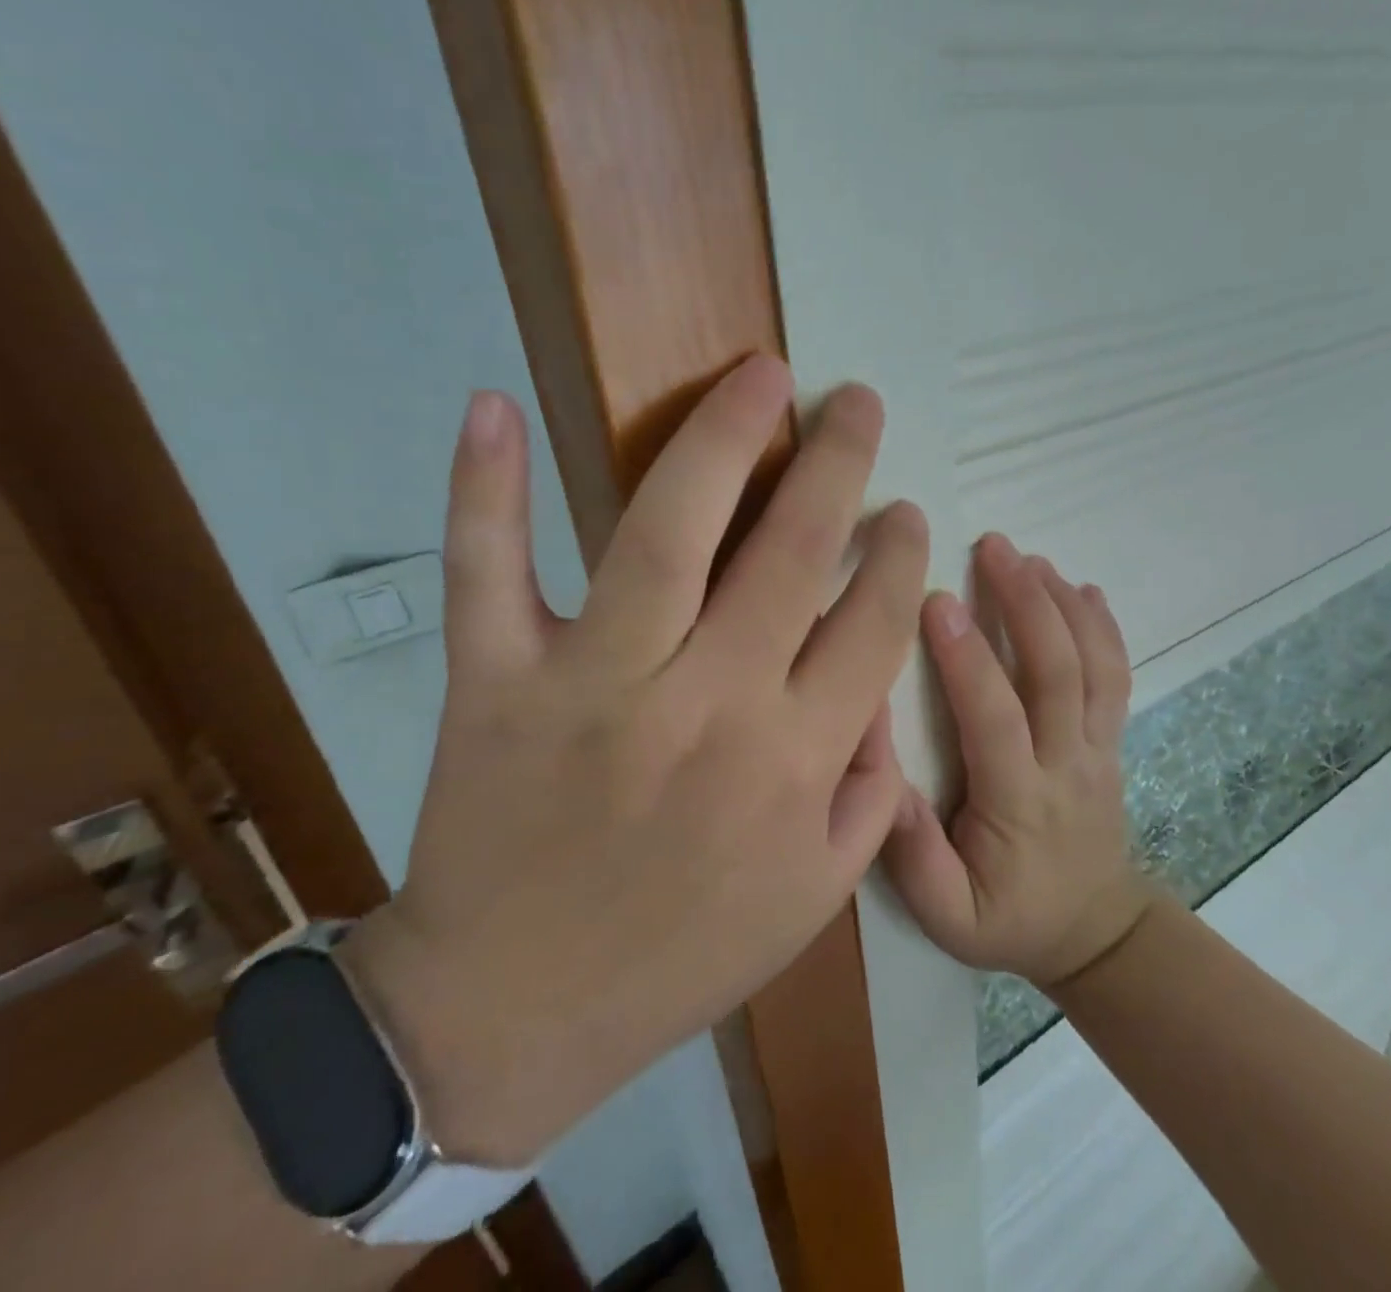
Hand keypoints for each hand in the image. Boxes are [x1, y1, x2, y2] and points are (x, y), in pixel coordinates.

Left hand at [348, 356, 927, 1166]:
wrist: (510, 1014)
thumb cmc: (680, 957)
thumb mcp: (815, 897)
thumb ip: (871, 792)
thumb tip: (884, 689)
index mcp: (792, 763)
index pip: (872, 627)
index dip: (898, 558)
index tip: (906, 512)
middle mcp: (707, 704)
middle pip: (791, 556)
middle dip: (838, 466)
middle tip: (857, 403)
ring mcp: (594, 684)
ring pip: (666, 533)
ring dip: (721, 440)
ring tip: (763, 377)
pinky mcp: (494, 681)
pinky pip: (486, 570)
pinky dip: (484, 487)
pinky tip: (494, 406)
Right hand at [883, 534, 1150, 986]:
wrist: (1094, 932)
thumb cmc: (1009, 919)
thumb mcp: (947, 915)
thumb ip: (913, 855)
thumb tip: (883, 782)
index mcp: (1020, 802)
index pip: (996, 717)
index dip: (968, 658)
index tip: (934, 600)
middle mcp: (1067, 763)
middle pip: (1057, 671)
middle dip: (1025, 602)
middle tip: (993, 547)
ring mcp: (1098, 748)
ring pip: (1093, 665)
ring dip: (1063, 603)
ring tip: (1030, 557)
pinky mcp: (1110, 741)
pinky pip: (1116, 677)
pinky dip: (1104, 627)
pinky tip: (1084, 587)